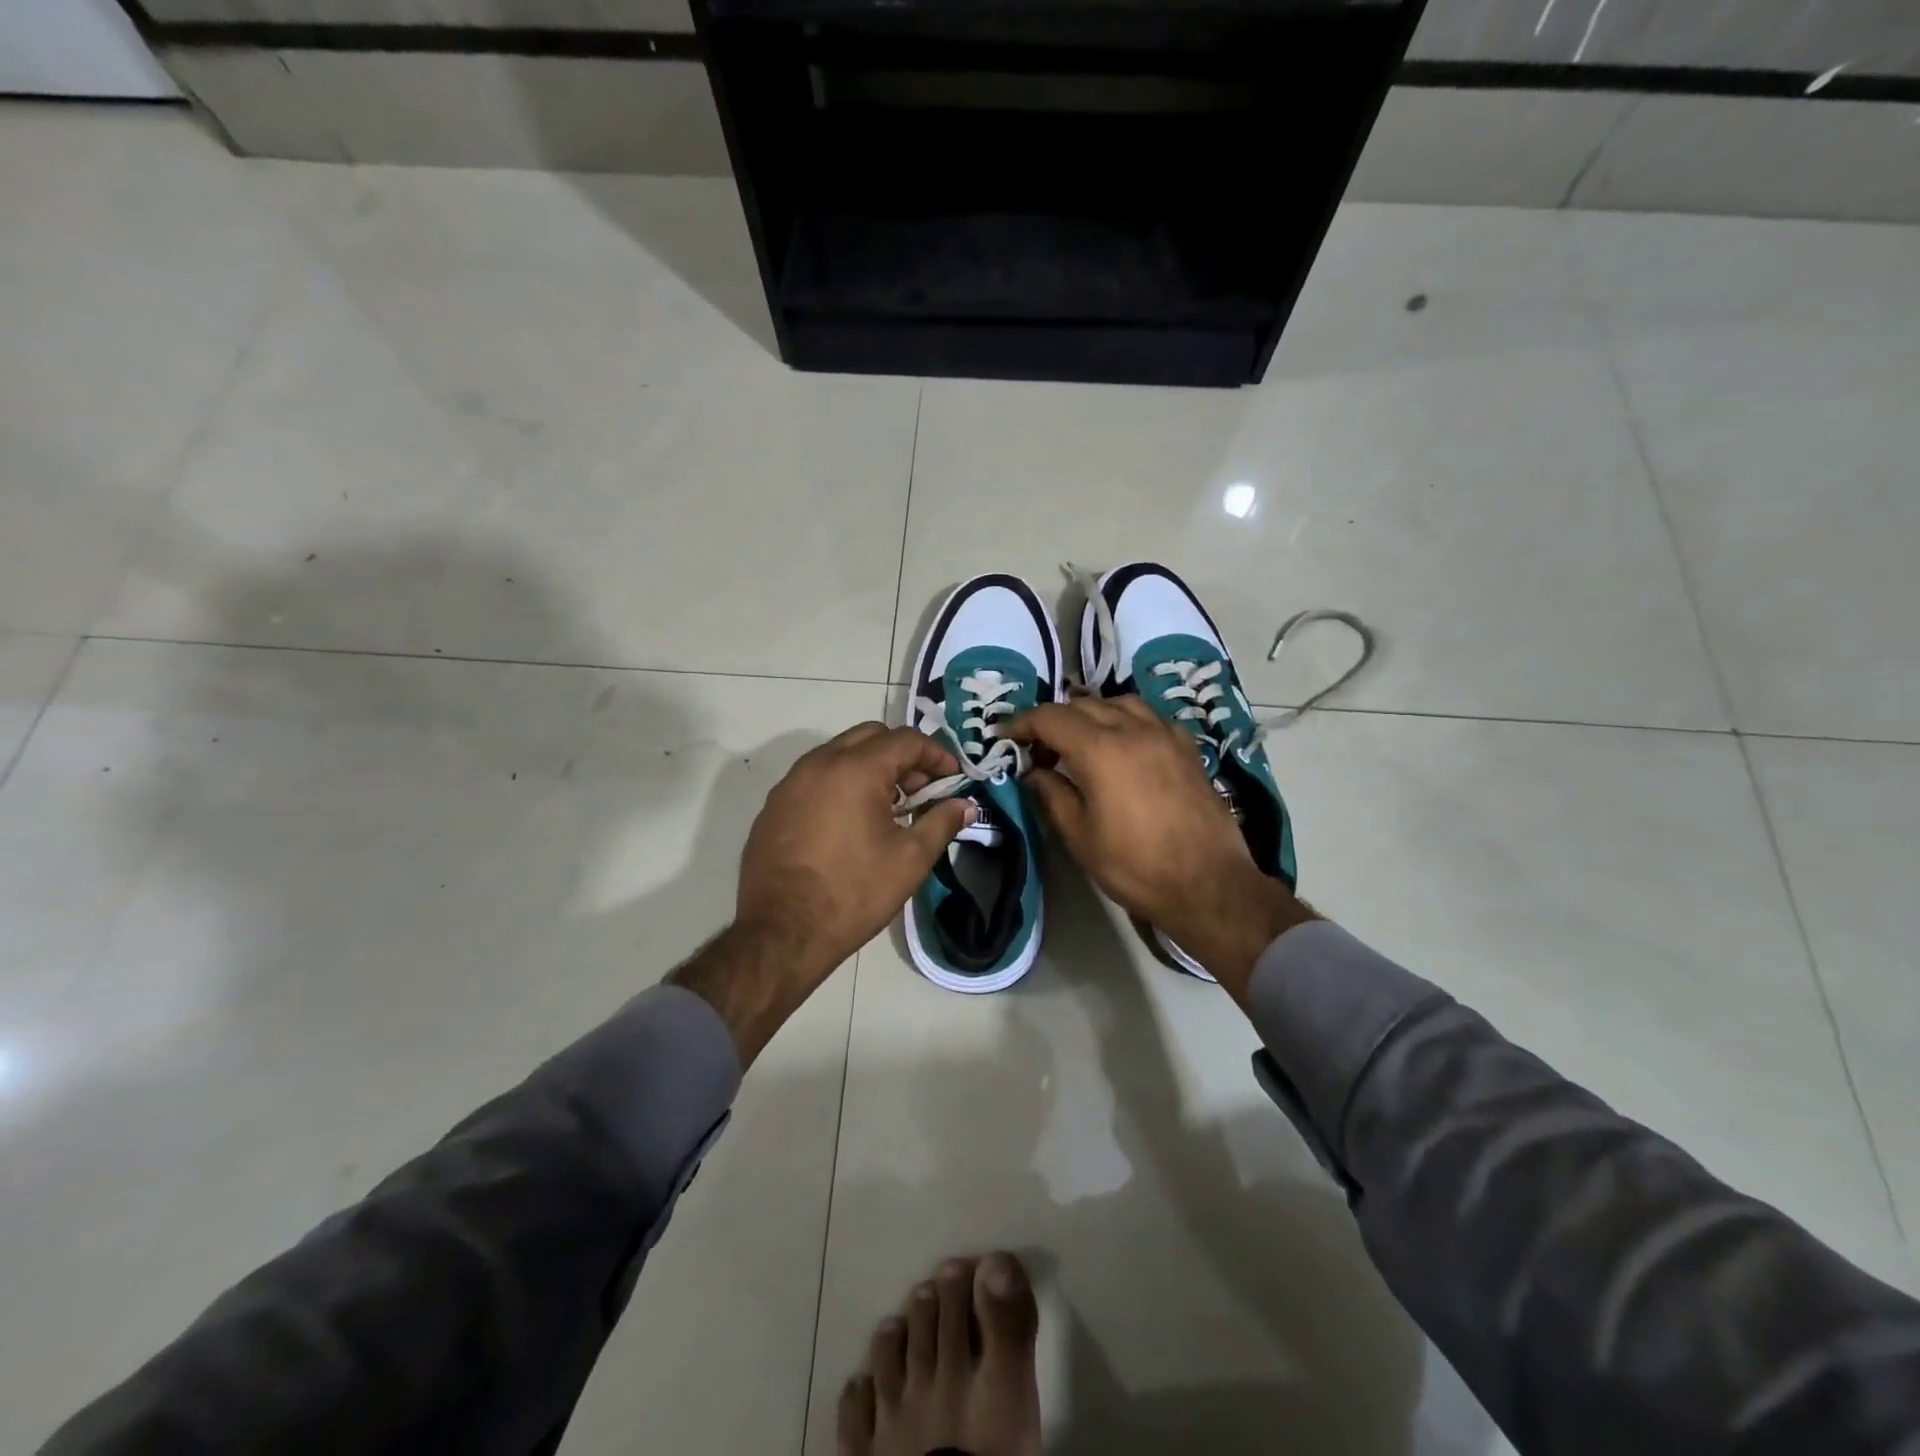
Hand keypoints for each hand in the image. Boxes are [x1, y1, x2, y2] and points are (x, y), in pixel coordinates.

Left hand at [737, 722, 974, 983]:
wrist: (781, 932)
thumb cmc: (853, 892)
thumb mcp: (910, 859)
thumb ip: (941, 823)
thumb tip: (965, 805)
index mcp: (855, 769)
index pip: (905, 740)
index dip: (936, 755)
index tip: (953, 779)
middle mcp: (819, 763)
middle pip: (870, 736)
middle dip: (903, 755)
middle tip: (921, 790)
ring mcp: (790, 783)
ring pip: (839, 753)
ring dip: (870, 767)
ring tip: (889, 807)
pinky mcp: (774, 805)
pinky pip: (815, 777)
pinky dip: (841, 784)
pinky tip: (851, 822)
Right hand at [1006, 697, 1313, 996]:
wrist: (1208, 883)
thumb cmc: (1136, 865)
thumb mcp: (1080, 836)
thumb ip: (1052, 795)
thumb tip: (1034, 772)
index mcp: (1100, 749)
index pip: (1050, 718)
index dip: (1021, 722)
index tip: (1004, 735)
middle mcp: (1132, 728)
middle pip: (1082, 704)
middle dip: (1053, 719)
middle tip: (1038, 748)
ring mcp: (1164, 734)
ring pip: (1118, 702)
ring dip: (1091, 713)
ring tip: (1079, 740)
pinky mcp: (1186, 746)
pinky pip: (1148, 716)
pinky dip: (1125, 719)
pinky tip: (1122, 744)